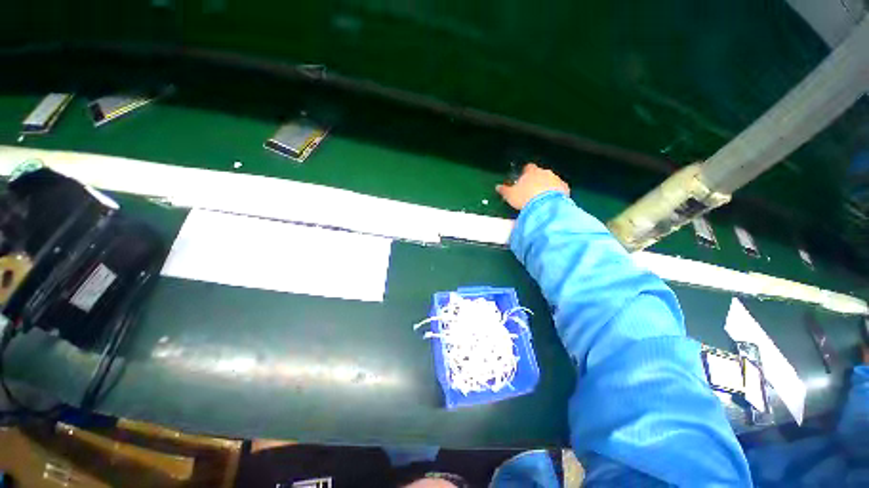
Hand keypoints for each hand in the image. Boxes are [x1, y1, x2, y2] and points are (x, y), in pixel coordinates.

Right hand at [496, 163, 569, 210]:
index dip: (526, 172)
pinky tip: (551, 200)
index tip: (523, 178)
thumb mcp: (510, 195)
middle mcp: (545, 172)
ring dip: (547, 186)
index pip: (529, 167)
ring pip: (551, 180)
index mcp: (531, 172)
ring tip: (541, 197)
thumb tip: (497, 187)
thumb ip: (504, 190)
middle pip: (541, 173)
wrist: (545, 205)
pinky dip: (556, 193)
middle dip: (537, 179)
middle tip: (532, 190)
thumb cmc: (524, 197)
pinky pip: (559, 189)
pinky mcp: (564, 188)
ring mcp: (556, 179)